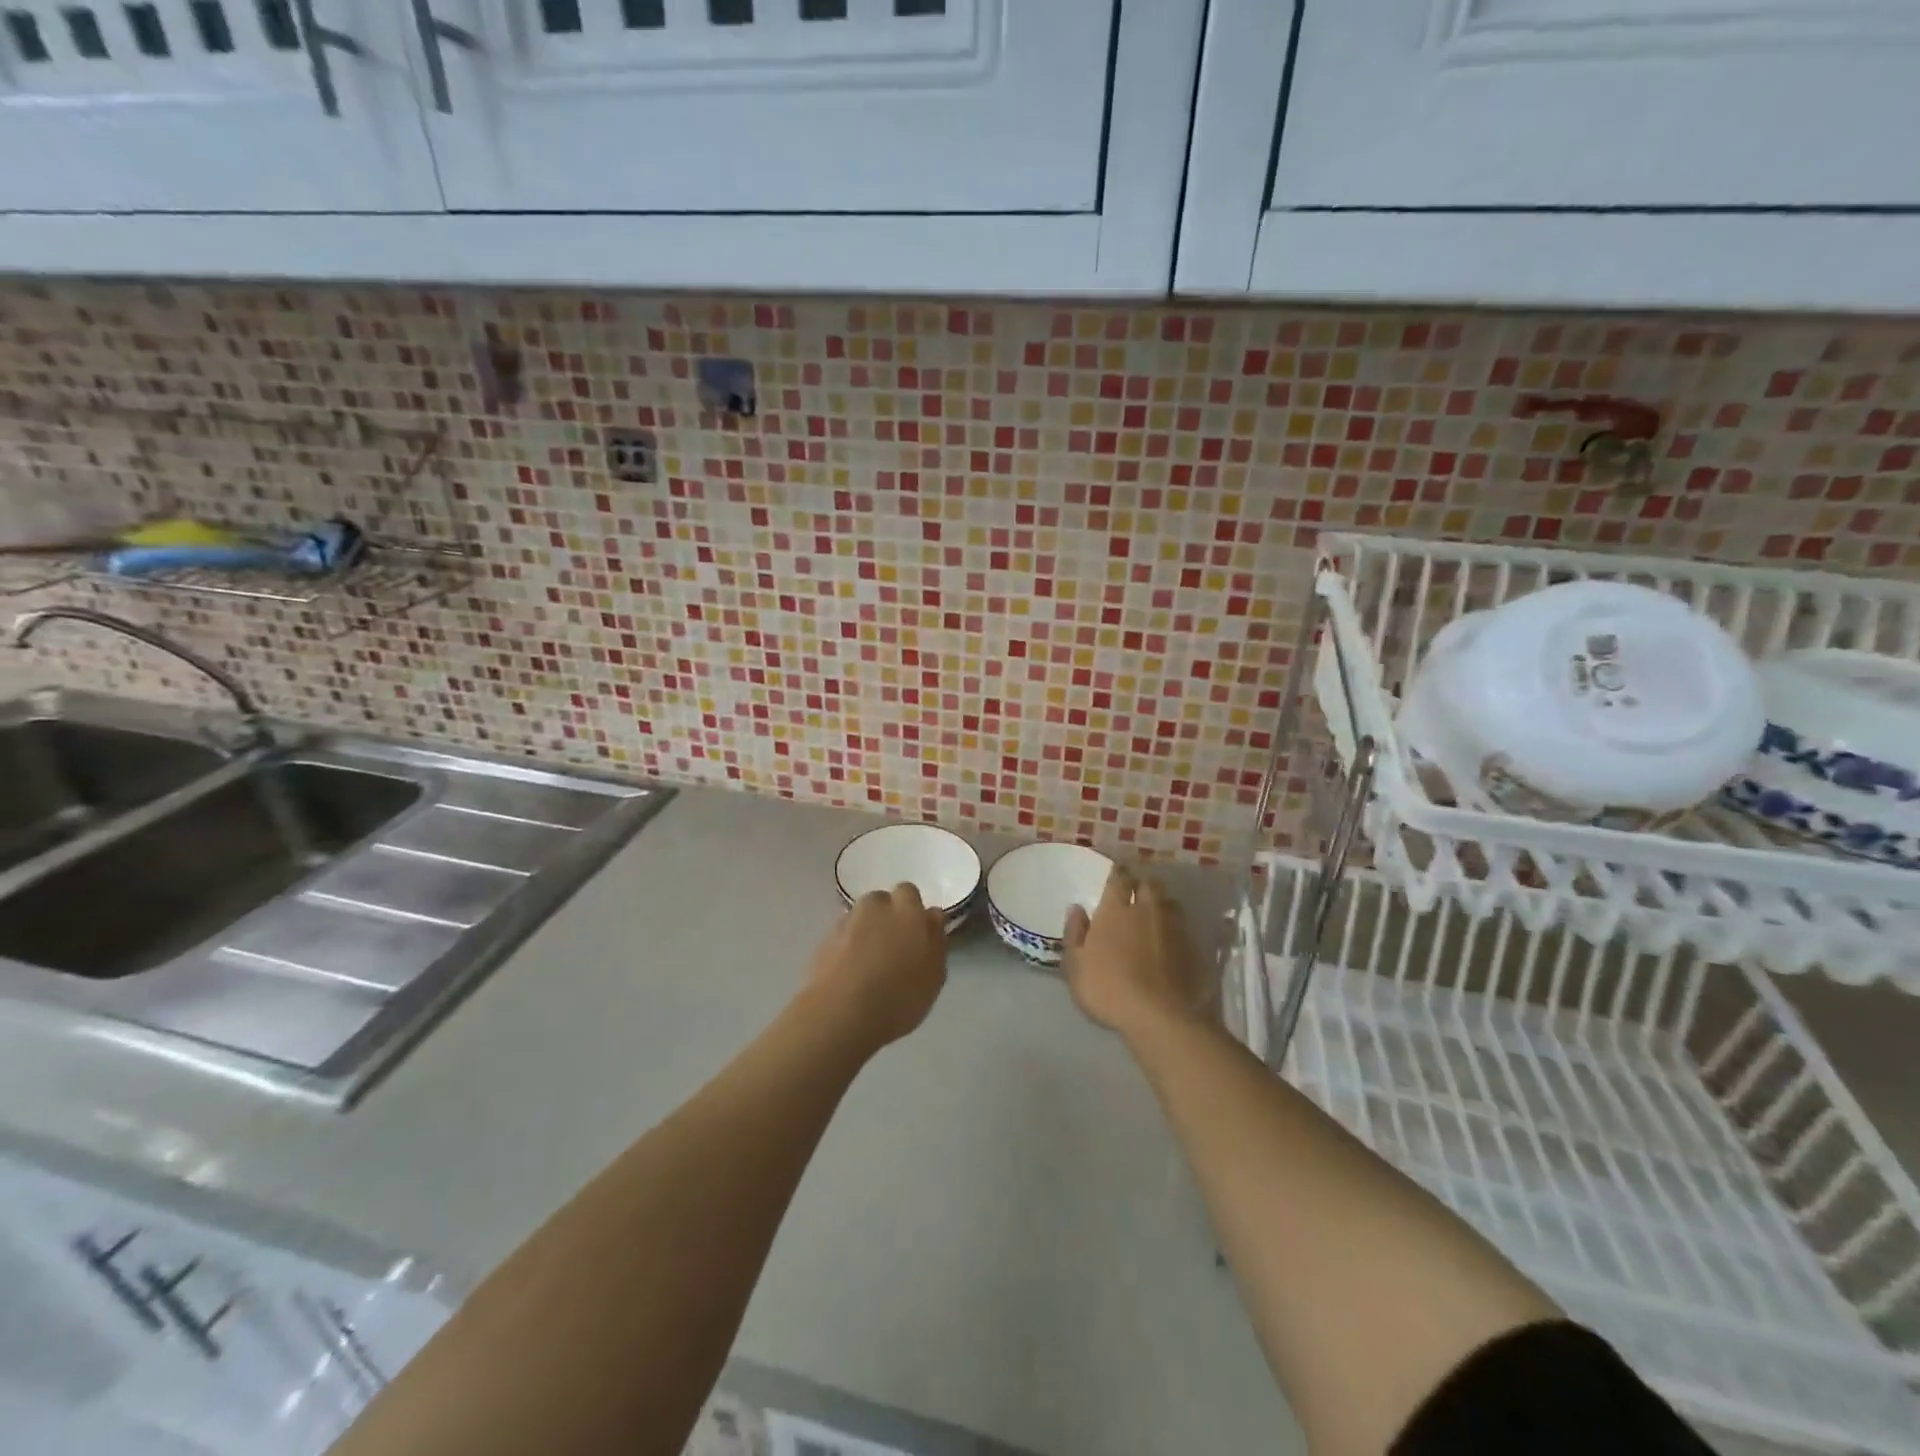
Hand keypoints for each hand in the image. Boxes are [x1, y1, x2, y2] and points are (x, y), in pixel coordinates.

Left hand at [803, 884, 947, 1053]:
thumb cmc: (899, 997)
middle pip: (883, 901)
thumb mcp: (934, 975)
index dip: (912, 912)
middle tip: (894, 948)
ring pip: (861, 916)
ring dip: (867, 930)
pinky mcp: (824, 938)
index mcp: (908, 909)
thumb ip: (935, 939)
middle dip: (888, 917)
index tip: (916, 935)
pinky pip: (844, 934)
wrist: (841, 1014)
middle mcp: (876, 905)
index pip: (910, 893)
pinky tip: (851, 972)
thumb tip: (931, 917)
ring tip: (870, 962)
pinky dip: (848, 946)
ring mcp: (847, 920)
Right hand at [1062, 867, 1209, 1041]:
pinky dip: (1176, 925)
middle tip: (1136, 889)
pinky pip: (1184, 926)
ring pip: (1170, 902)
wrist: (1159, 1016)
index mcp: (1116, 910)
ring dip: (1162, 902)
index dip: (1119, 873)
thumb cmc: (1108, 989)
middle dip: (1142, 883)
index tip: (1117, 872)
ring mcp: (1173, 928)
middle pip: (1149, 884)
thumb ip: (1075, 934)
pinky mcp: (1192, 947)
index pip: (1119, 879)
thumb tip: (1076, 908)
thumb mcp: (1076, 966)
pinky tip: (1172, 936)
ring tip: (1156, 910)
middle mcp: (1146, 910)